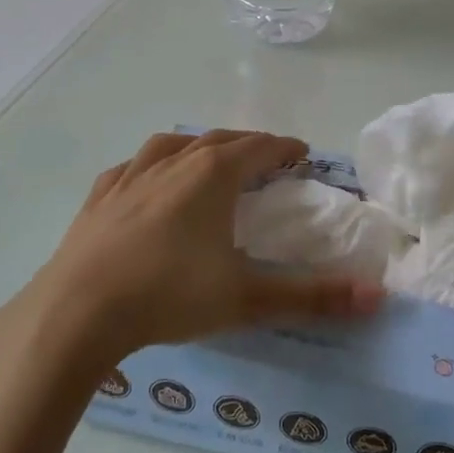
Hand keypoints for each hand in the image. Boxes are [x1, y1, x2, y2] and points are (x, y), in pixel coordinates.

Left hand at [0, 131, 382, 387]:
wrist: (76, 312)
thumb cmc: (168, 296)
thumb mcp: (247, 299)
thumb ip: (313, 297)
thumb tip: (377, 296)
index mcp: (212, 175)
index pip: (259, 148)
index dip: (284, 148)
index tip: (301, 153)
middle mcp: (173, 164)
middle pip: (219, 140)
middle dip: (248, 144)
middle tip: (266, 157)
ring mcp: (130, 177)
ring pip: (172, 145)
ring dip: (198, 145)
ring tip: (208, 158)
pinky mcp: (98, 199)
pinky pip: (131, 168)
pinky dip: (150, 166)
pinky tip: (145, 180)